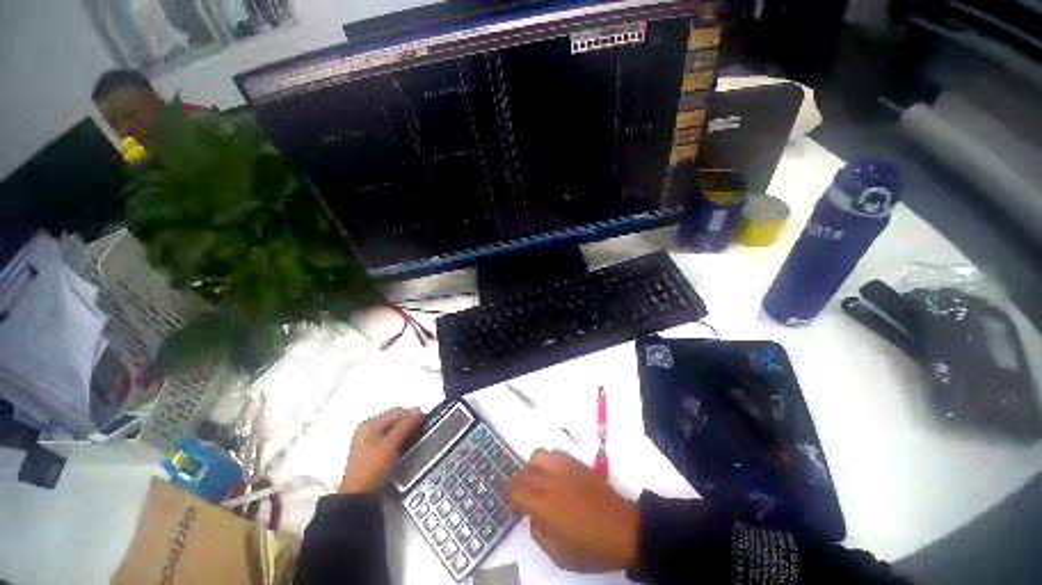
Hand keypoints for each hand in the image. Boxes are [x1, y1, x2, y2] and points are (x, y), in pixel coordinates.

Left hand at [339, 407, 422, 493]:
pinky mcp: (371, 454)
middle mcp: (367, 429)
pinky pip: (389, 441)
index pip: (397, 411)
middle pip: (394, 420)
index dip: (413, 414)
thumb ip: (406, 425)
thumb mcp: (391, 444)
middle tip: (422, 431)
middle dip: (409, 424)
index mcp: (370, 423)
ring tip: (416, 440)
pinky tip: (405, 448)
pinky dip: (399, 441)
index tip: (426, 421)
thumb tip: (419, 412)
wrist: (358, 497)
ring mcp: (368, 442)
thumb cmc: (373, 467)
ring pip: (393, 431)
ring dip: (405, 433)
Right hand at [508, 449, 639, 572]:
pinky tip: (556, 476)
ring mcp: (564, 468)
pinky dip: (549, 462)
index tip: (514, 508)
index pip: (515, 490)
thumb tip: (533, 516)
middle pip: (523, 473)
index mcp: (544, 505)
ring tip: (539, 482)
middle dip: (518, 485)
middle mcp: (551, 481)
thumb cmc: (591, 548)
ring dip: (533, 469)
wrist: (623, 529)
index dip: (510, 499)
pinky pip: (555, 454)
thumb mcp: (559, 554)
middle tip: (524, 499)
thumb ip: (539, 532)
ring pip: (537, 456)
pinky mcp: (577, 462)